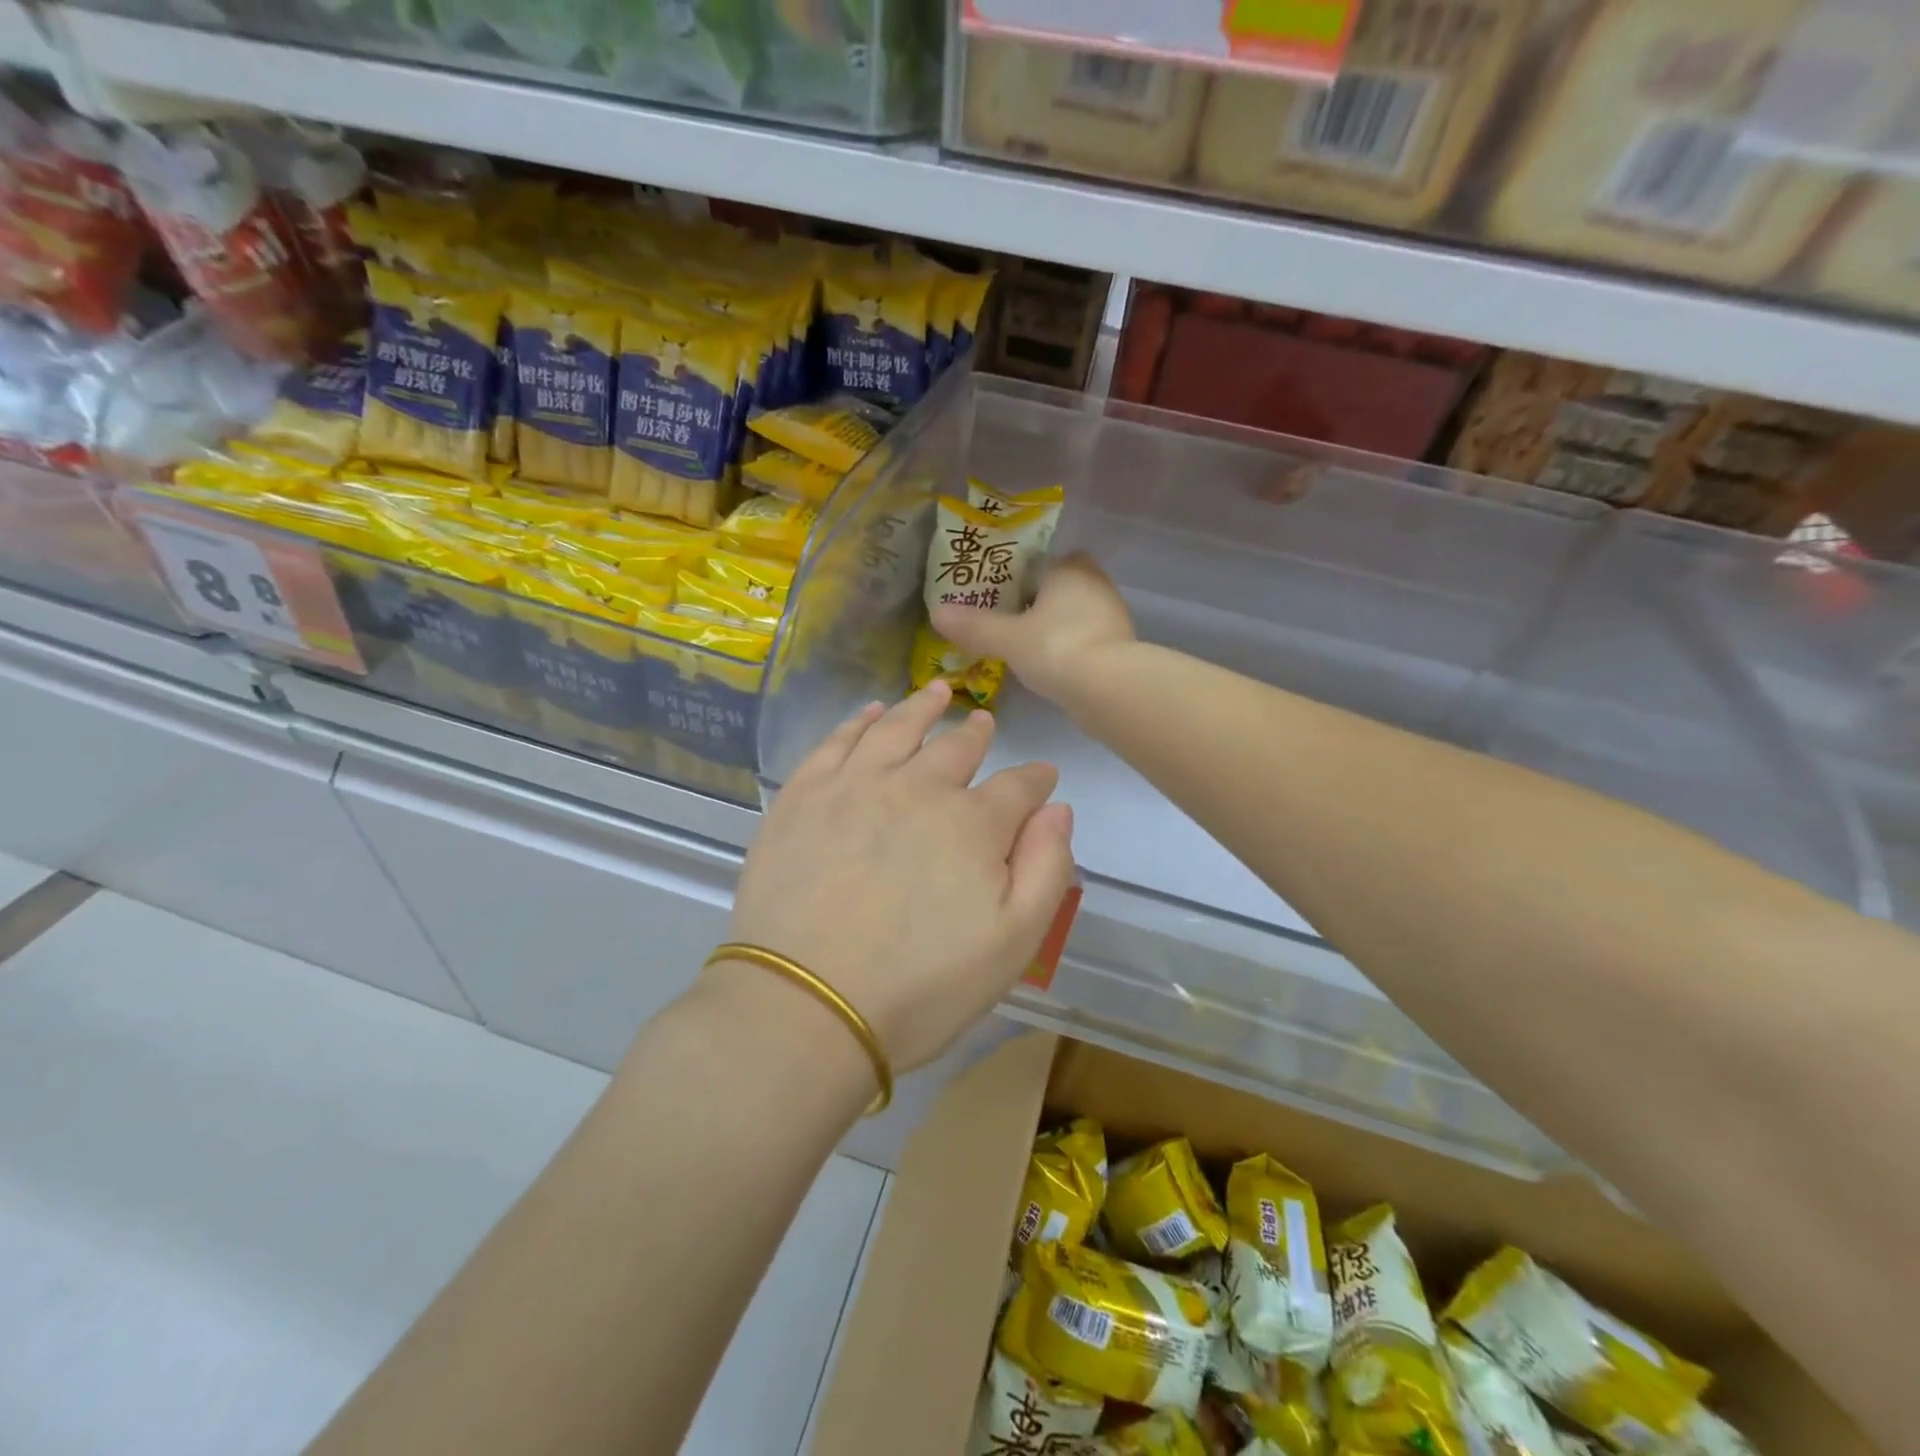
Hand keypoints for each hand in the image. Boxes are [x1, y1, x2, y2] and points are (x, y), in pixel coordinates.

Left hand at [723, 680, 1076, 1074]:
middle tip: (984, 721)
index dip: (1036, 778)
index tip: (1043, 774)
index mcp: (973, 823)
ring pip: (898, 728)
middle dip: (976, 732)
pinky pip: (838, 740)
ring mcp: (856, 784)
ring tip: (935, 690)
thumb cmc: (920, 988)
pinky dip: (859, 720)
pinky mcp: (804, 795)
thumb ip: (1046, 869)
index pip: (1019, 786)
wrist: (805, 1005)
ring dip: (922, 706)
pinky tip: (870, 712)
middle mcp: (917, 787)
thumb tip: (1057, 809)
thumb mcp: (1013, 944)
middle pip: (957, 746)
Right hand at [932, 553, 1135, 703]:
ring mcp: (1113, 617)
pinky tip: (1051, 667)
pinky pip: (1087, 639)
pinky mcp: (1121, 647)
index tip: (1002, 595)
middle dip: (1039, 603)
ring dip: (1056, 627)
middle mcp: (1097, 585)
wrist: (1108, 688)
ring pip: (1076, 615)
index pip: (1045, 562)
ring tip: (1025, 647)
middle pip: (1062, 588)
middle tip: (1008, 621)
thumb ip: (975, 626)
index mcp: (1070, 569)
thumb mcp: (1007, 638)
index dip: (1023, 575)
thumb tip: (937, 614)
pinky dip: (1070, 648)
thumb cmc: (1055, 647)